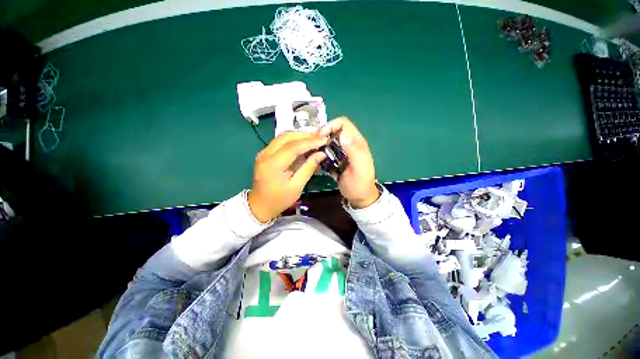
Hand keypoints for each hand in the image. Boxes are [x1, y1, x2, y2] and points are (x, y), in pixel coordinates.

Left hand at [248, 132, 327, 222]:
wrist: (260, 205)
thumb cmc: (279, 199)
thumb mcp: (297, 186)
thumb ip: (309, 168)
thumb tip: (321, 154)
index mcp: (273, 164)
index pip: (293, 147)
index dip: (310, 142)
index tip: (324, 139)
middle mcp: (265, 154)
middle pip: (287, 137)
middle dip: (305, 135)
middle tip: (321, 137)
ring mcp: (264, 152)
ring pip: (283, 136)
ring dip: (300, 136)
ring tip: (315, 139)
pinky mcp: (265, 153)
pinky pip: (281, 141)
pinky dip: (294, 140)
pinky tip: (304, 143)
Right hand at [318, 117, 379, 208]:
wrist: (359, 197)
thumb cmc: (360, 184)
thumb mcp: (359, 168)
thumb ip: (354, 151)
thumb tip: (342, 135)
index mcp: (356, 142)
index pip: (343, 123)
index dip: (330, 126)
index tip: (320, 137)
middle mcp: (349, 144)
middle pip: (333, 130)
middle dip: (322, 135)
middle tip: (313, 146)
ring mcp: (342, 152)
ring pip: (328, 141)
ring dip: (320, 145)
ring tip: (312, 153)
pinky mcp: (336, 159)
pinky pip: (326, 151)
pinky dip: (320, 153)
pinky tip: (315, 160)